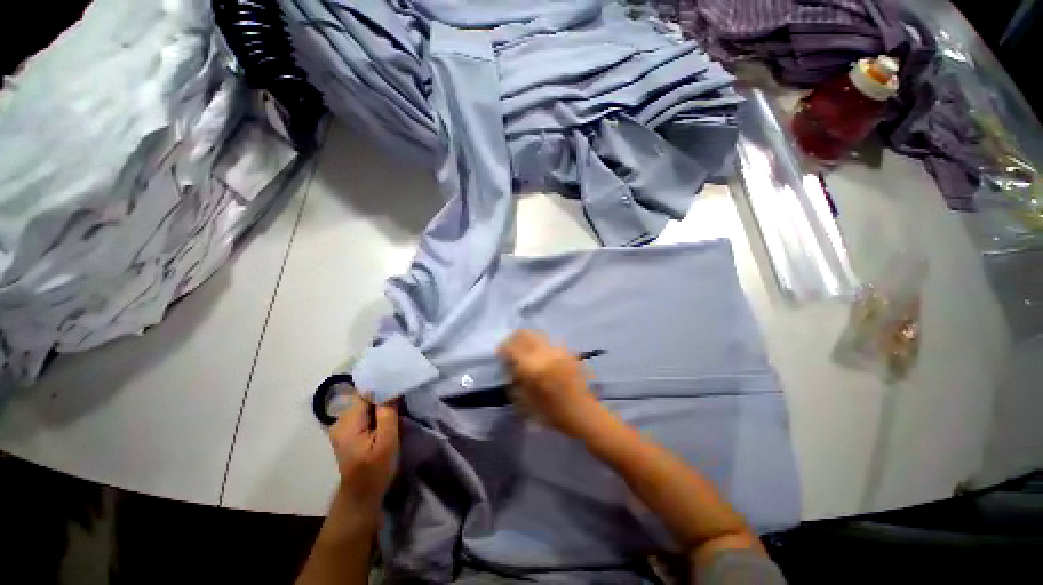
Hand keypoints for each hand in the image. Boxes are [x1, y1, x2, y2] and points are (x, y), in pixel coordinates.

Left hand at [328, 394, 398, 513]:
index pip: (365, 393)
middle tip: (403, 394)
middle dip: (383, 395)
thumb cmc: (375, 471)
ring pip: (364, 404)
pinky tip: (387, 415)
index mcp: (347, 423)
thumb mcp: (387, 442)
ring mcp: (342, 427)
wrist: (361, 497)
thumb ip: (388, 414)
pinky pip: (363, 413)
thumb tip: (391, 389)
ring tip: (398, 403)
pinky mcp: (348, 432)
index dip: (383, 387)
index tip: (400, 384)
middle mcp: (340, 421)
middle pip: (364, 398)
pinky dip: (376, 411)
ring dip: (380, 403)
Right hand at [498, 330, 602, 437]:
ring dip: (528, 341)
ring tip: (525, 352)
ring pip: (537, 335)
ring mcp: (558, 350)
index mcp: (532, 367)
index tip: (500, 355)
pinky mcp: (567, 351)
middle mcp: (545, 353)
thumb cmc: (552, 413)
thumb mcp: (525, 402)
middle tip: (511, 349)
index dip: (502, 349)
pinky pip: (548, 342)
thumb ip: (514, 380)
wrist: (583, 414)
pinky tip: (541, 357)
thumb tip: (510, 366)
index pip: (511, 347)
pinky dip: (540, 345)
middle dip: (514, 339)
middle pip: (524, 334)